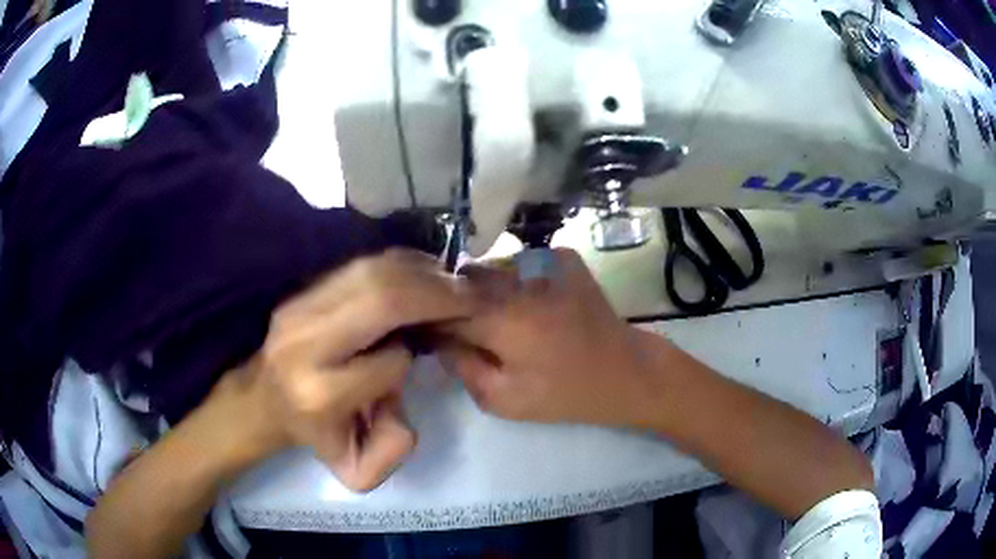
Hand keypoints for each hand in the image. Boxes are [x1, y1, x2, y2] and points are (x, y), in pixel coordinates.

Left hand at [210, 249, 475, 490]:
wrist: (265, 398)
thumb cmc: (318, 434)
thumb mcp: (357, 469)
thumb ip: (393, 448)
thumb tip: (405, 401)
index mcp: (320, 394)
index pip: (390, 361)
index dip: (413, 356)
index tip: (425, 353)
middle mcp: (304, 343)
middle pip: (380, 299)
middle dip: (435, 292)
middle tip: (470, 296)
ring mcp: (298, 309)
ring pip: (371, 272)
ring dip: (421, 272)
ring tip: (450, 283)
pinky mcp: (301, 290)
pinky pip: (360, 265)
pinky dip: (400, 264)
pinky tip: (420, 274)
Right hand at [441, 248, 657, 426]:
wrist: (625, 370)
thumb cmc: (563, 393)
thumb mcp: (502, 399)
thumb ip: (460, 365)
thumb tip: (436, 337)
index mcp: (500, 316)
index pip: (441, 305)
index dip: (432, 319)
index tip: (432, 333)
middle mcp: (518, 278)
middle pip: (464, 279)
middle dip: (456, 300)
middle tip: (468, 329)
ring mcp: (544, 260)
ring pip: (492, 267)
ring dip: (485, 288)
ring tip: (500, 316)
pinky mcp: (563, 257)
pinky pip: (520, 262)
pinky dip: (514, 279)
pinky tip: (529, 303)